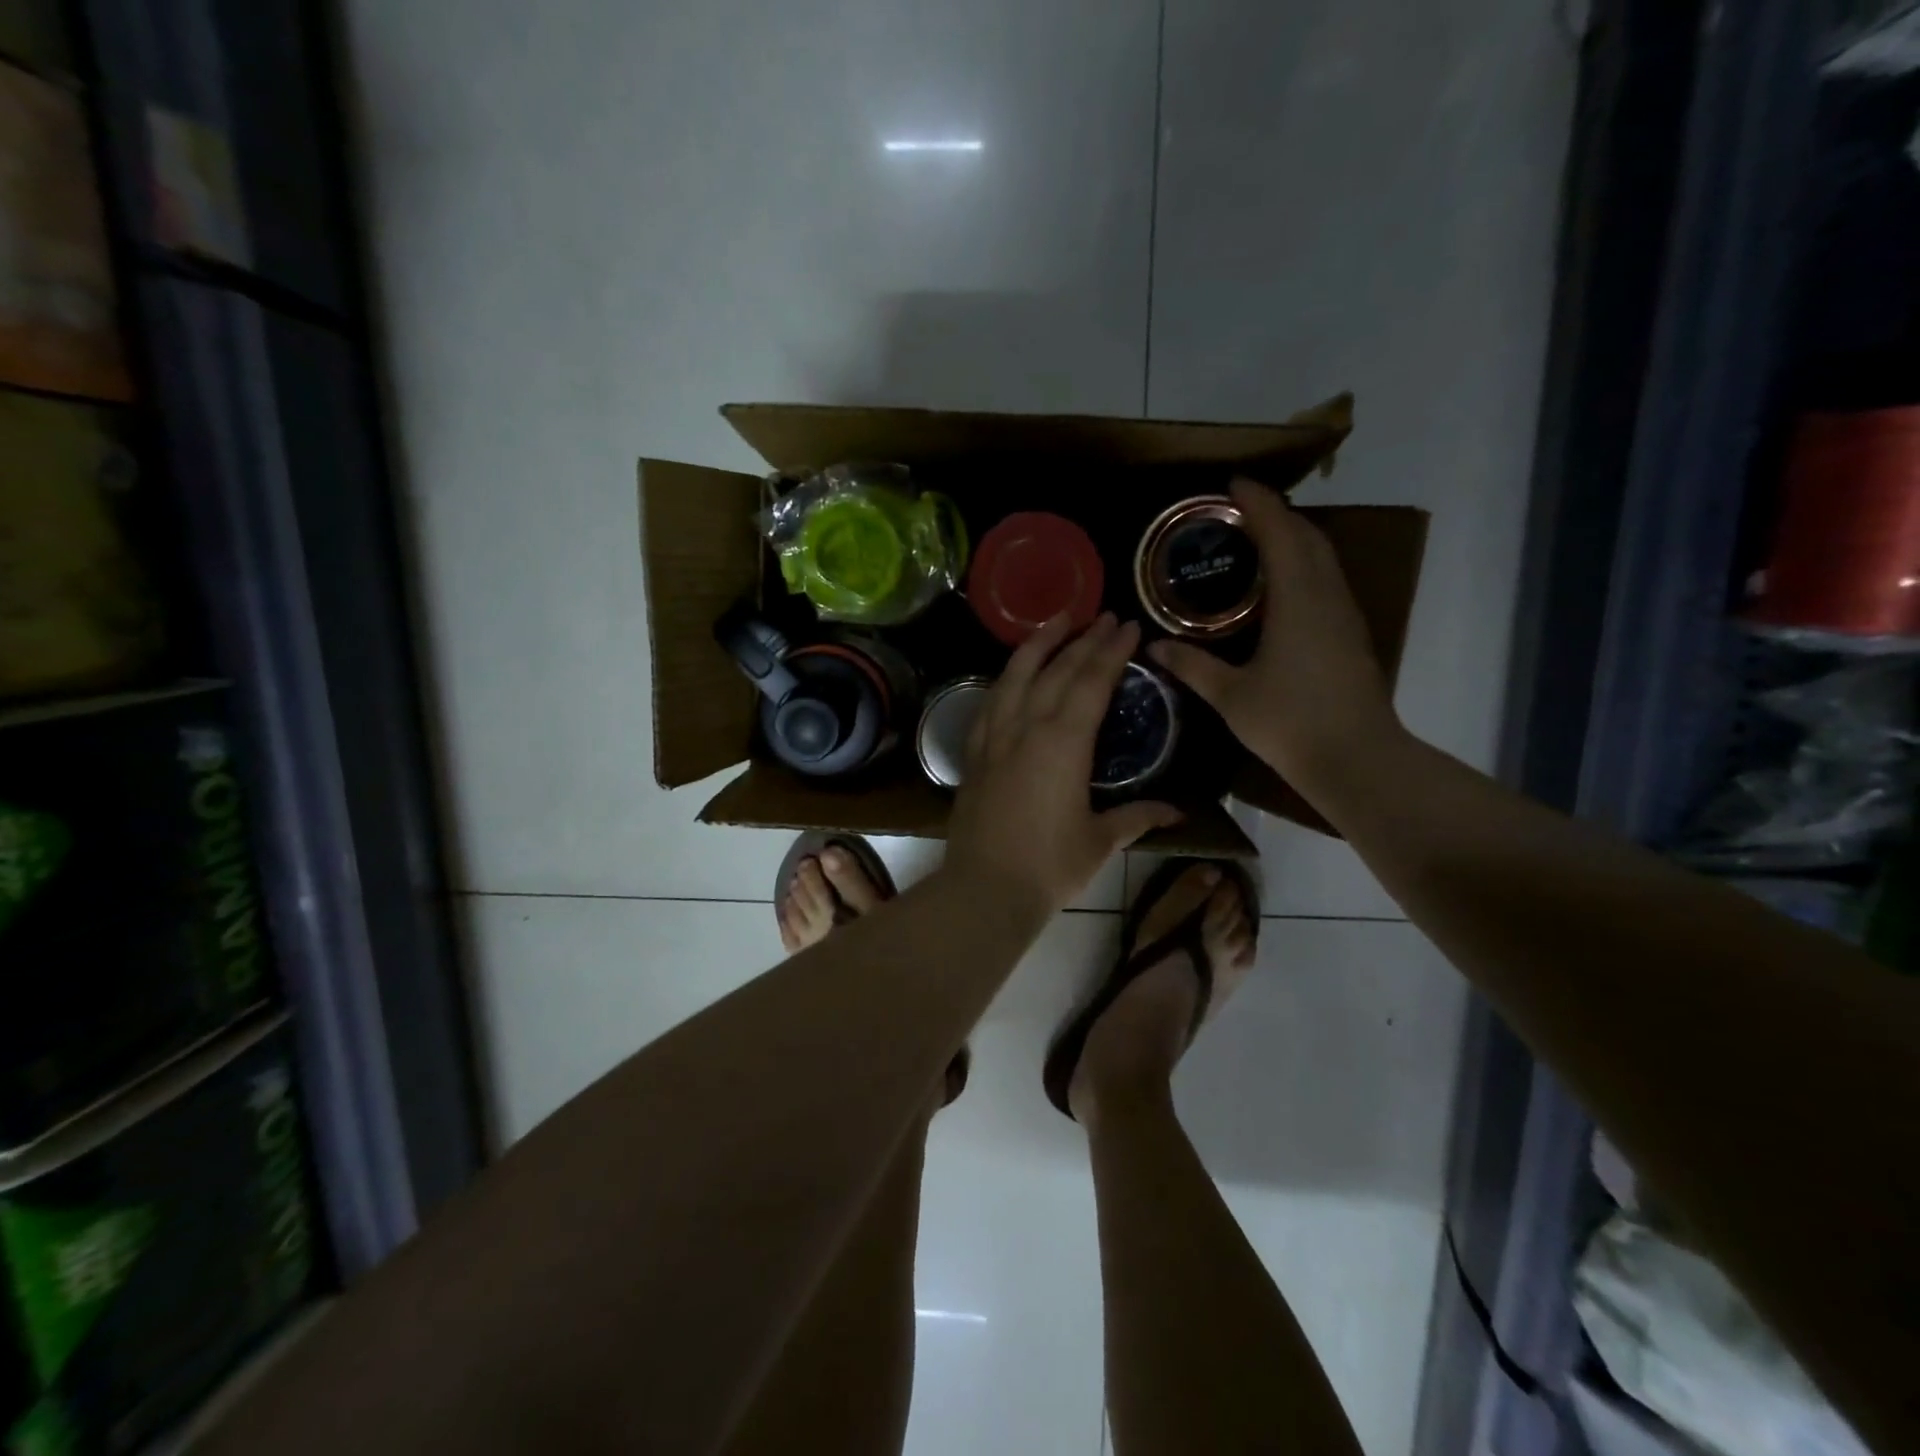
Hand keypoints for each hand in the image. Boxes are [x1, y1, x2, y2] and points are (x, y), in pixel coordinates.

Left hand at [945, 613, 1181, 915]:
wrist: (985, 888)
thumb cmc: (1050, 866)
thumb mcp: (1101, 840)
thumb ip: (1138, 817)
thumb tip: (1177, 812)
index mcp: (1063, 743)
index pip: (1091, 682)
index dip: (1111, 651)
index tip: (1128, 627)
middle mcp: (1026, 728)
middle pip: (1056, 670)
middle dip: (1084, 639)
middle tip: (1105, 616)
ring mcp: (994, 738)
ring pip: (1015, 676)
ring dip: (1038, 644)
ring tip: (1057, 620)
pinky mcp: (974, 753)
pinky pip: (990, 702)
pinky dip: (1006, 678)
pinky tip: (1014, 673)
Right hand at [1149, 478, 1402, 792]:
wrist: (1357, 758)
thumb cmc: (1290, 722)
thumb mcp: (1230, 695)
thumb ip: (1192, 666)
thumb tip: (1155, 647)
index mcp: (1297, 600)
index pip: (1279, 532)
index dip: (1257, 503)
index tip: (1233, 483)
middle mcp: (1326, 595)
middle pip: (1307, 536)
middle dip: (1276, 513)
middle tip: (1238, 510)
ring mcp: (1344, 614)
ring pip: (1323, 556)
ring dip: (1294, 536)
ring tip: (1257, 537)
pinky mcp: (1351, 633)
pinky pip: (1326, 578)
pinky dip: (1303, 563)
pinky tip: (1281, 584)